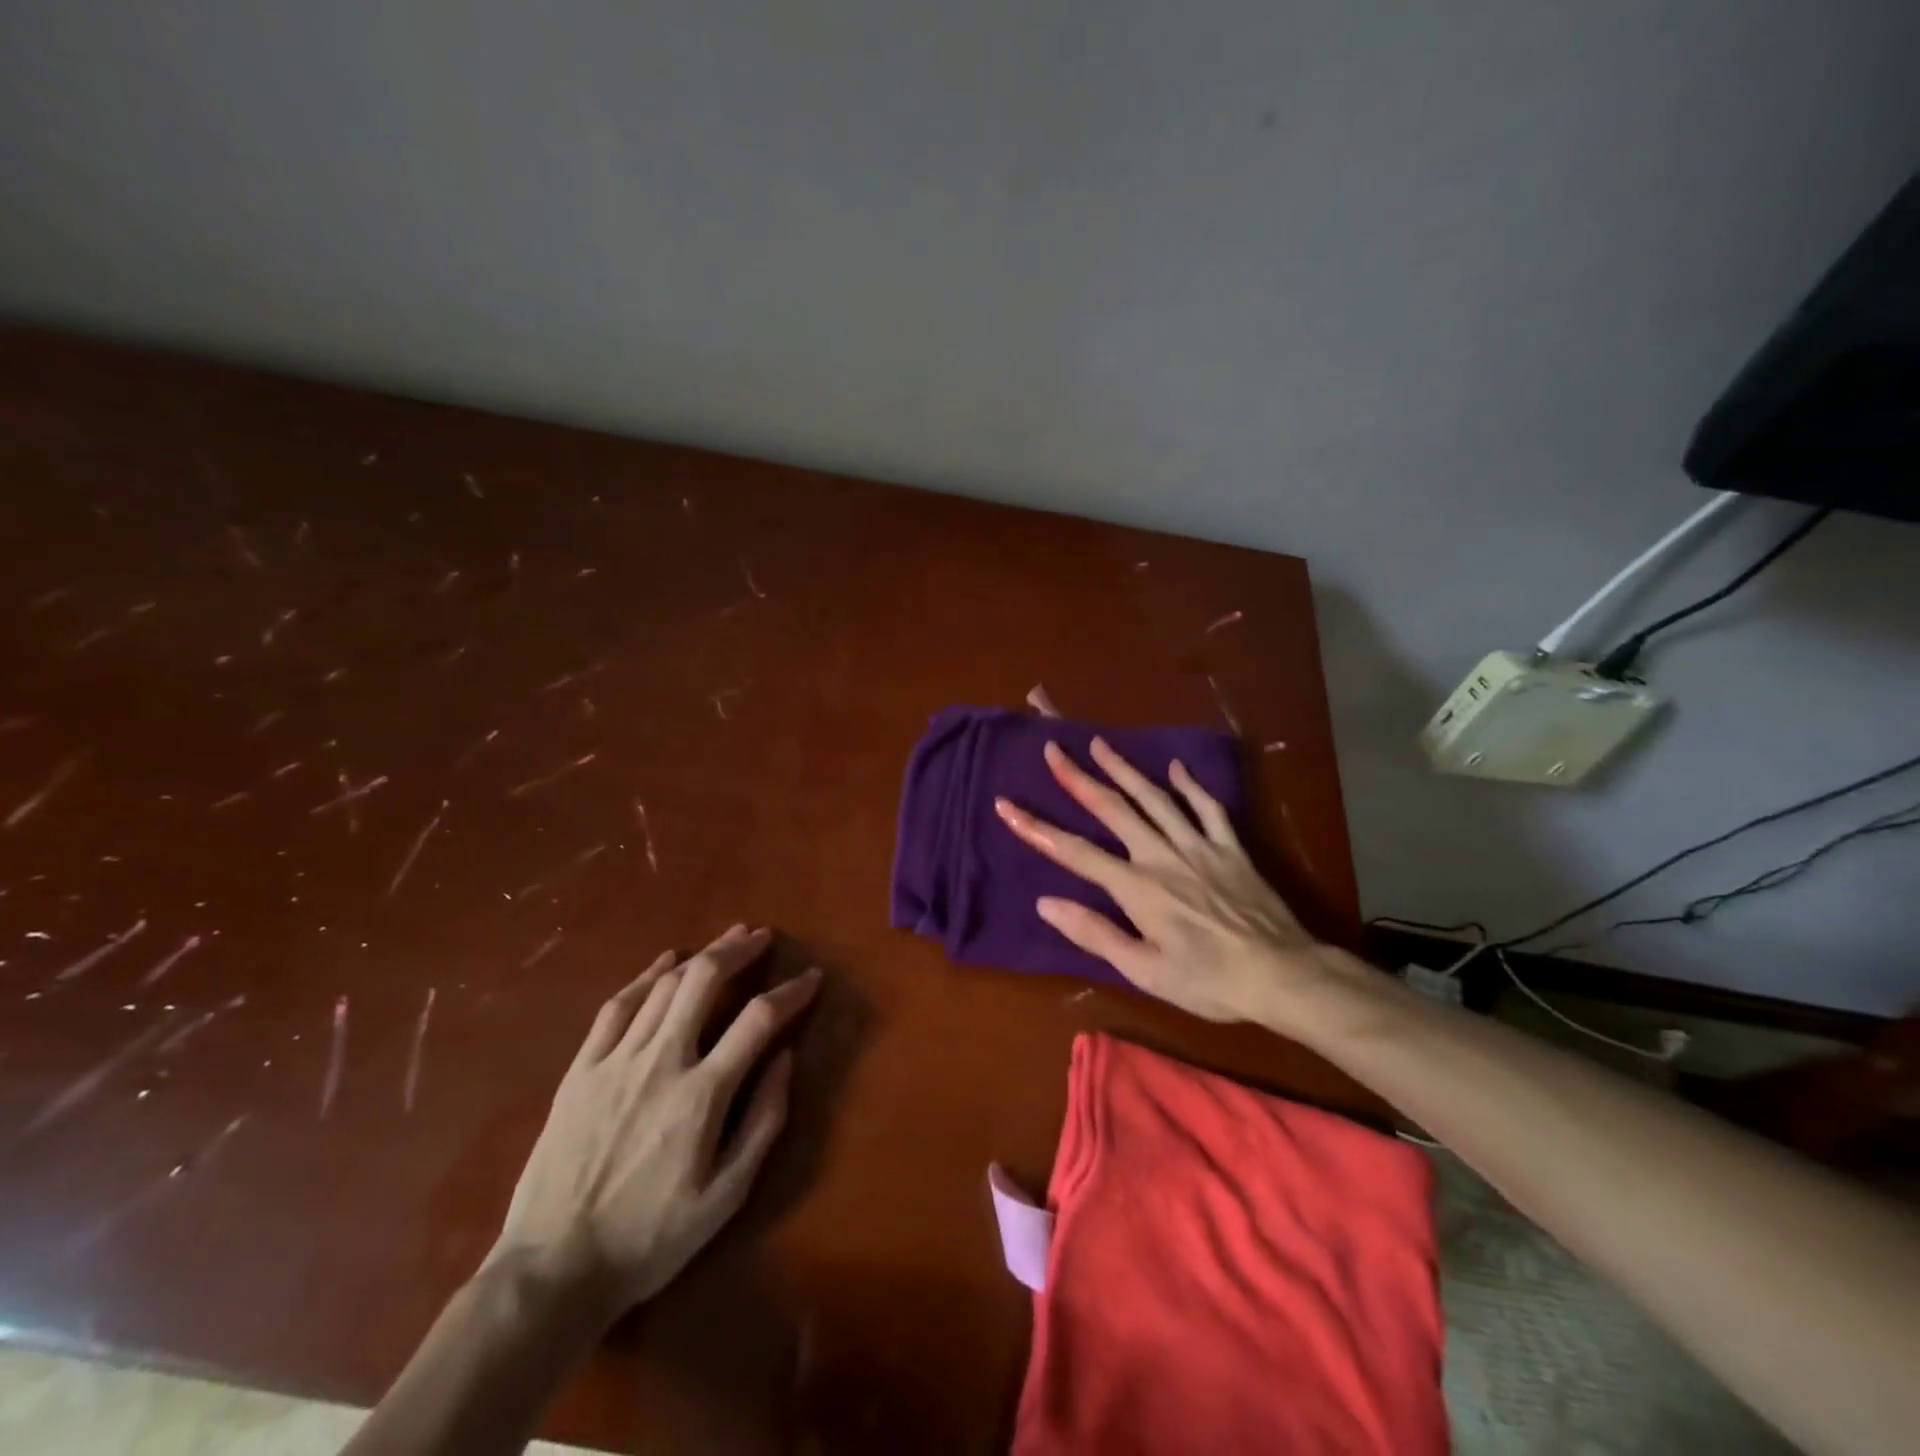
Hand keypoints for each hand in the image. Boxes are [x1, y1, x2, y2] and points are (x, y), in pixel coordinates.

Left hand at [487, 924, 820, 1321]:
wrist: (553, 1270)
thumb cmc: (650, 1238)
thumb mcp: (726, 1196)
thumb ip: (763, 1121)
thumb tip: (785, 1057)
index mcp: (702, 1094)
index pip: (758, 1020)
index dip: (791, 992)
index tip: (811, 978)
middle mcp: (661, 1062)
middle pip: (705, 980)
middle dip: (739, 950)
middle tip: (761, 936)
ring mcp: (615, 1061)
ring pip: (664, 985)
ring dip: (701, 955)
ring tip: (726, 939)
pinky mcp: (581, 1069)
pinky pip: (616, 1006)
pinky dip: (645, 976)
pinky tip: (664, 961)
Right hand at [994, 738, 1363, 1030]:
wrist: (1283, 975)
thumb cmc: (1209, 981)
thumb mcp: (1145, 972)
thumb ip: (1095, 934)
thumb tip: (1046, 903)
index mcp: (1137, 888)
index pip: (1075, 852)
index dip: (1037, 828)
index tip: (1006, 805)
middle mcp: (1162, 855)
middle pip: (1113, 809)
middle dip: (1078, 778)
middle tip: (1054, 748)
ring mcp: (1198, 846)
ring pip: (1155, 798)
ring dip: (1125, 769)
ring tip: (1101, 744)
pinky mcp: (1230, 848)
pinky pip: (1208, 808)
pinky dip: (1190, 786)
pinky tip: (1175, 768)